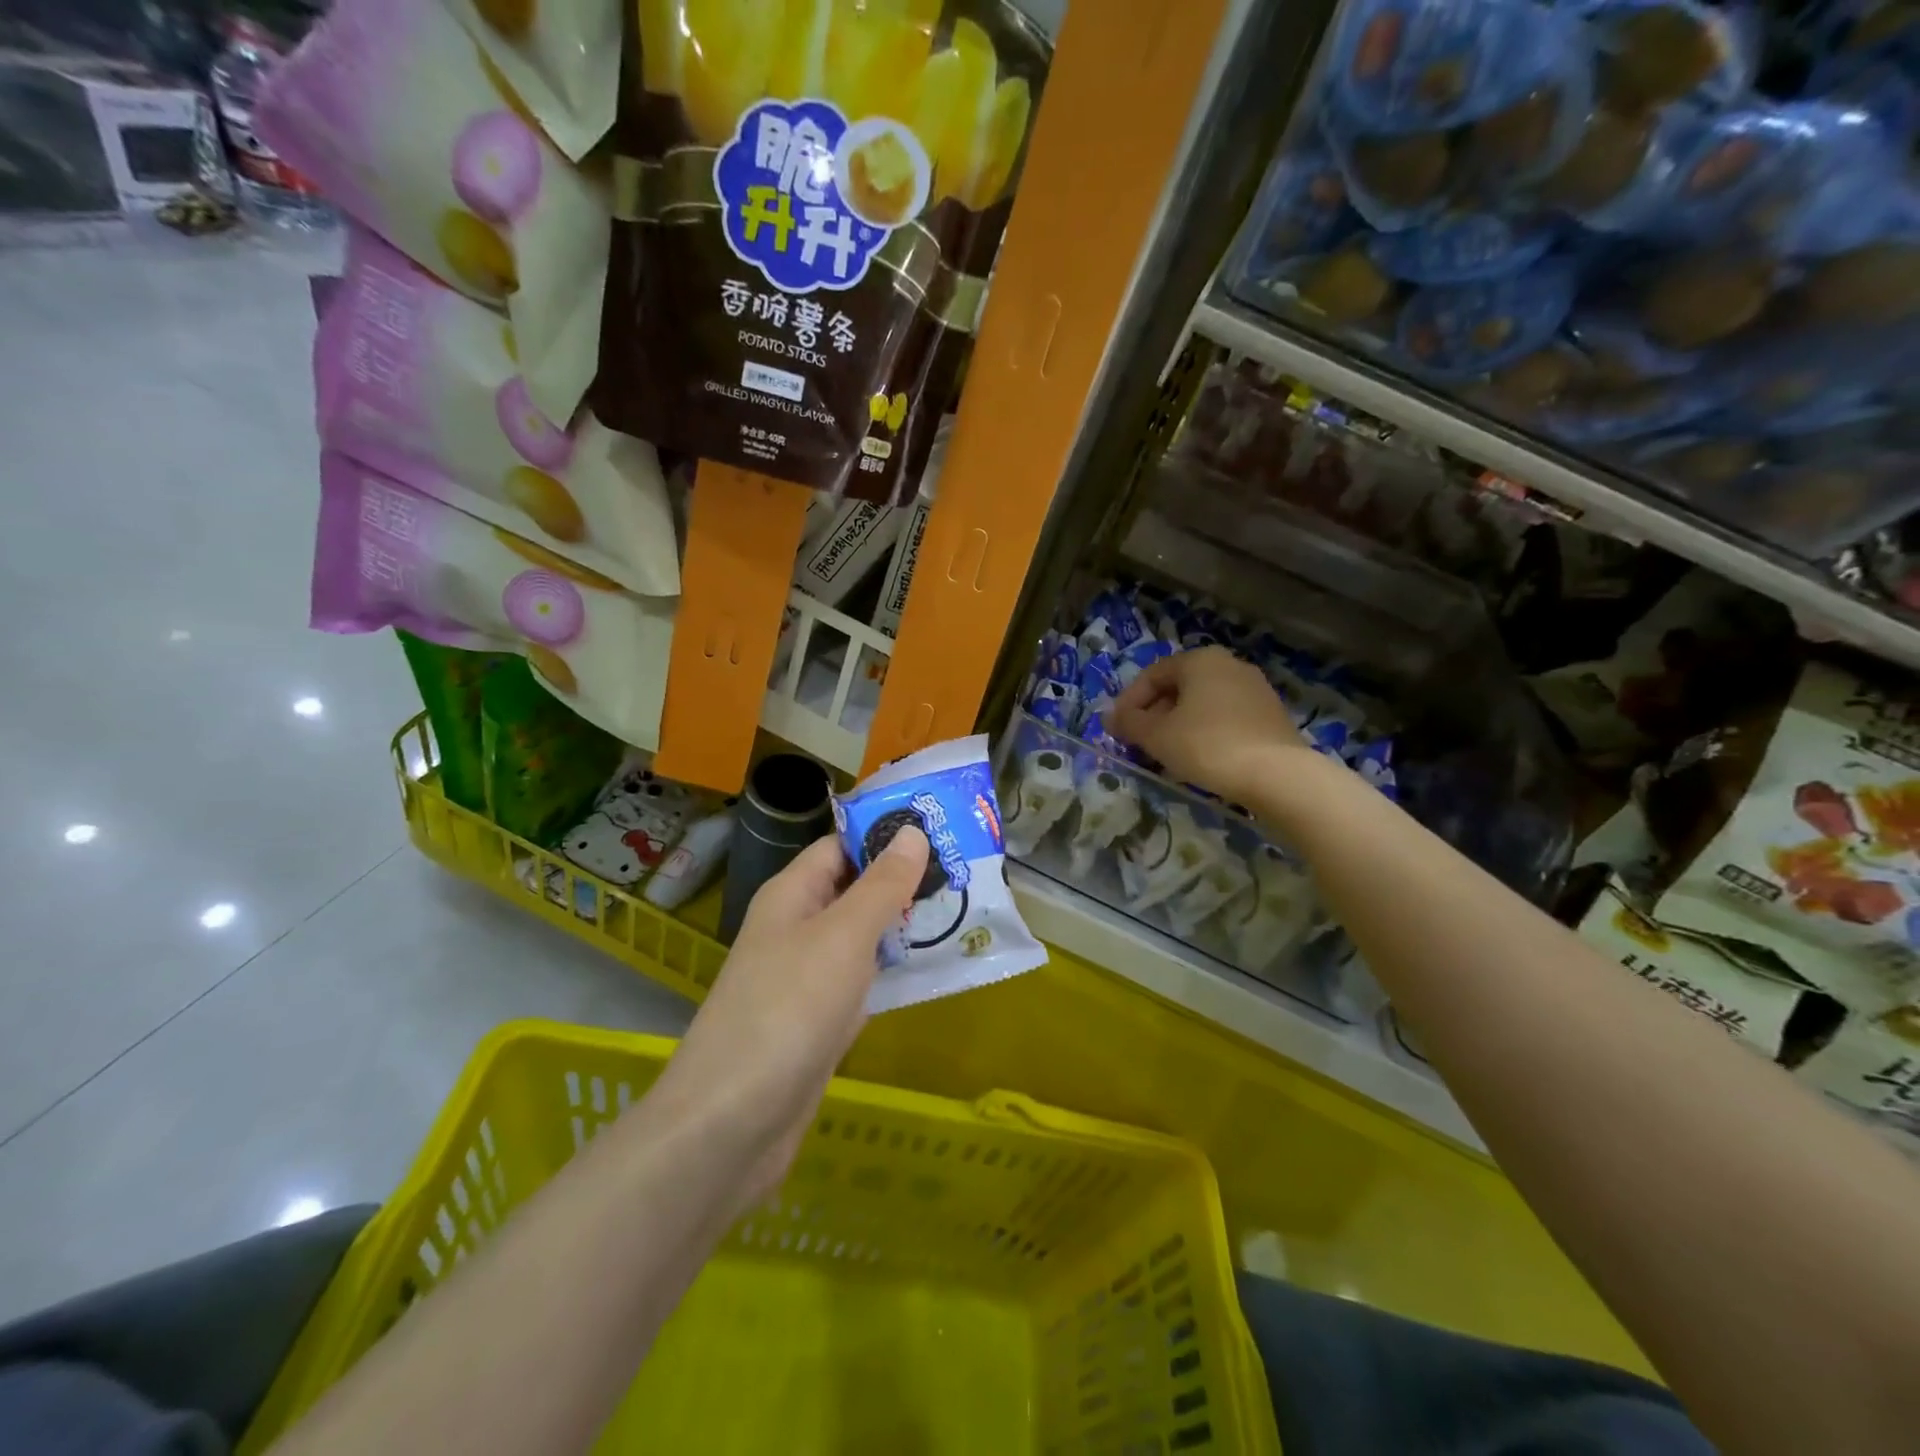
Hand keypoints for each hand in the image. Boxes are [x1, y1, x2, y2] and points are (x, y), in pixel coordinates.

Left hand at [655, 827, 929, 1208]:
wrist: (732, 1123)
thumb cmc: (788, 1010)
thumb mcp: (842, 936)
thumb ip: (881, 886)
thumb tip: (912, 833)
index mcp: (792, 895)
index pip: (841, 846)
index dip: (886, 835)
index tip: (942, 828)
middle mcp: (797, 928)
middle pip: (855, 890)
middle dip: (905, 881)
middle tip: (967, 870)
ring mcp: (807, 977)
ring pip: (863, 938)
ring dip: (905, 926)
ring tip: (965, 910)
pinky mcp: (820, 1021)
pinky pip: (864, 981)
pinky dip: (894, 972)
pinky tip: (936, 968)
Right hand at [1110, 646, 1308, 802]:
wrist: (1277, 775)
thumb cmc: (1207, 746)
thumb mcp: (1157, 736)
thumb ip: (1129, 723)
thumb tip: (1111, 718)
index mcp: (1200, 660)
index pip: (1152, 675)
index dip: (1128, 702)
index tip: (1116, 729)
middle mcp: (1229, 665)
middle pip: (1178, 688)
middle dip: (1154, 715)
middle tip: (1139, 743)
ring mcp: (1255, 689)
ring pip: (1202, 704)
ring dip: (1178, 725)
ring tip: (1166, 754)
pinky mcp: (1270, 715)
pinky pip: (1225, 717)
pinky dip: (1204, 732)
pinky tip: (1199, 758)